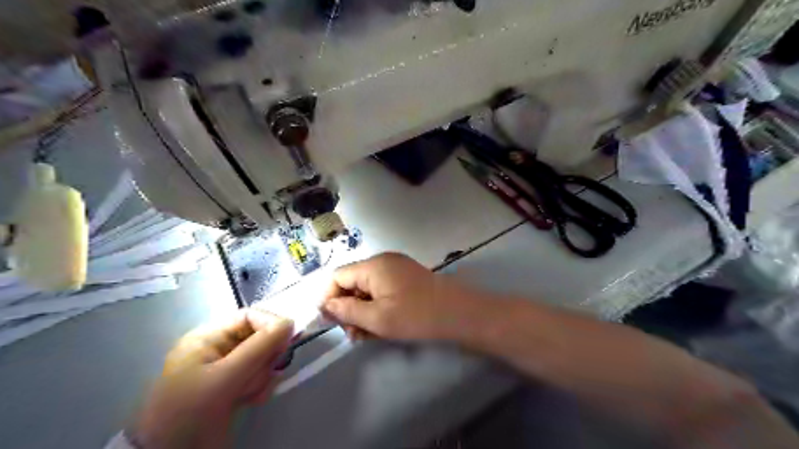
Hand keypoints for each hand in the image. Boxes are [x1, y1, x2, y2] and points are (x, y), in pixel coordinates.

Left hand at [132, 309, 291, 448]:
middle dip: (264, 358)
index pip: (249, 316)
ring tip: (247, 393)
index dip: (270, 325)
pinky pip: (259, 376)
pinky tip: (250, 400)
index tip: (286, 342)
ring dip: (261, 376)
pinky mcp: (234, 387)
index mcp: (209, 337)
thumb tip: (290, 322)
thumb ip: (258, 348)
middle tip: (261, 373)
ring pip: (262, 359)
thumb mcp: (224, 377)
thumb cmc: (189, 410)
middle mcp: (219, 348)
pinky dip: (260, 387)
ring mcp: (227, 369)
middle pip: (259, 338)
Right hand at [320, 253, 475, 339]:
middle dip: (348, 309)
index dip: (329, 298)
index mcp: (373, 266)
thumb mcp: (377, 318)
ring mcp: (396, 268)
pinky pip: (382, 290)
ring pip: (367, 289)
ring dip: (363, 311)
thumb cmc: (416, 315)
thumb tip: (325, 305)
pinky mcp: (406, 277)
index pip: (337, 276)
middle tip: (354, 336)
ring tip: (367, 336)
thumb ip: (347, 310)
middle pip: (352, 282)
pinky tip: (382, 326)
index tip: (332, 322)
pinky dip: (377, 306)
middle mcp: (382, 261)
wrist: (459, 313)